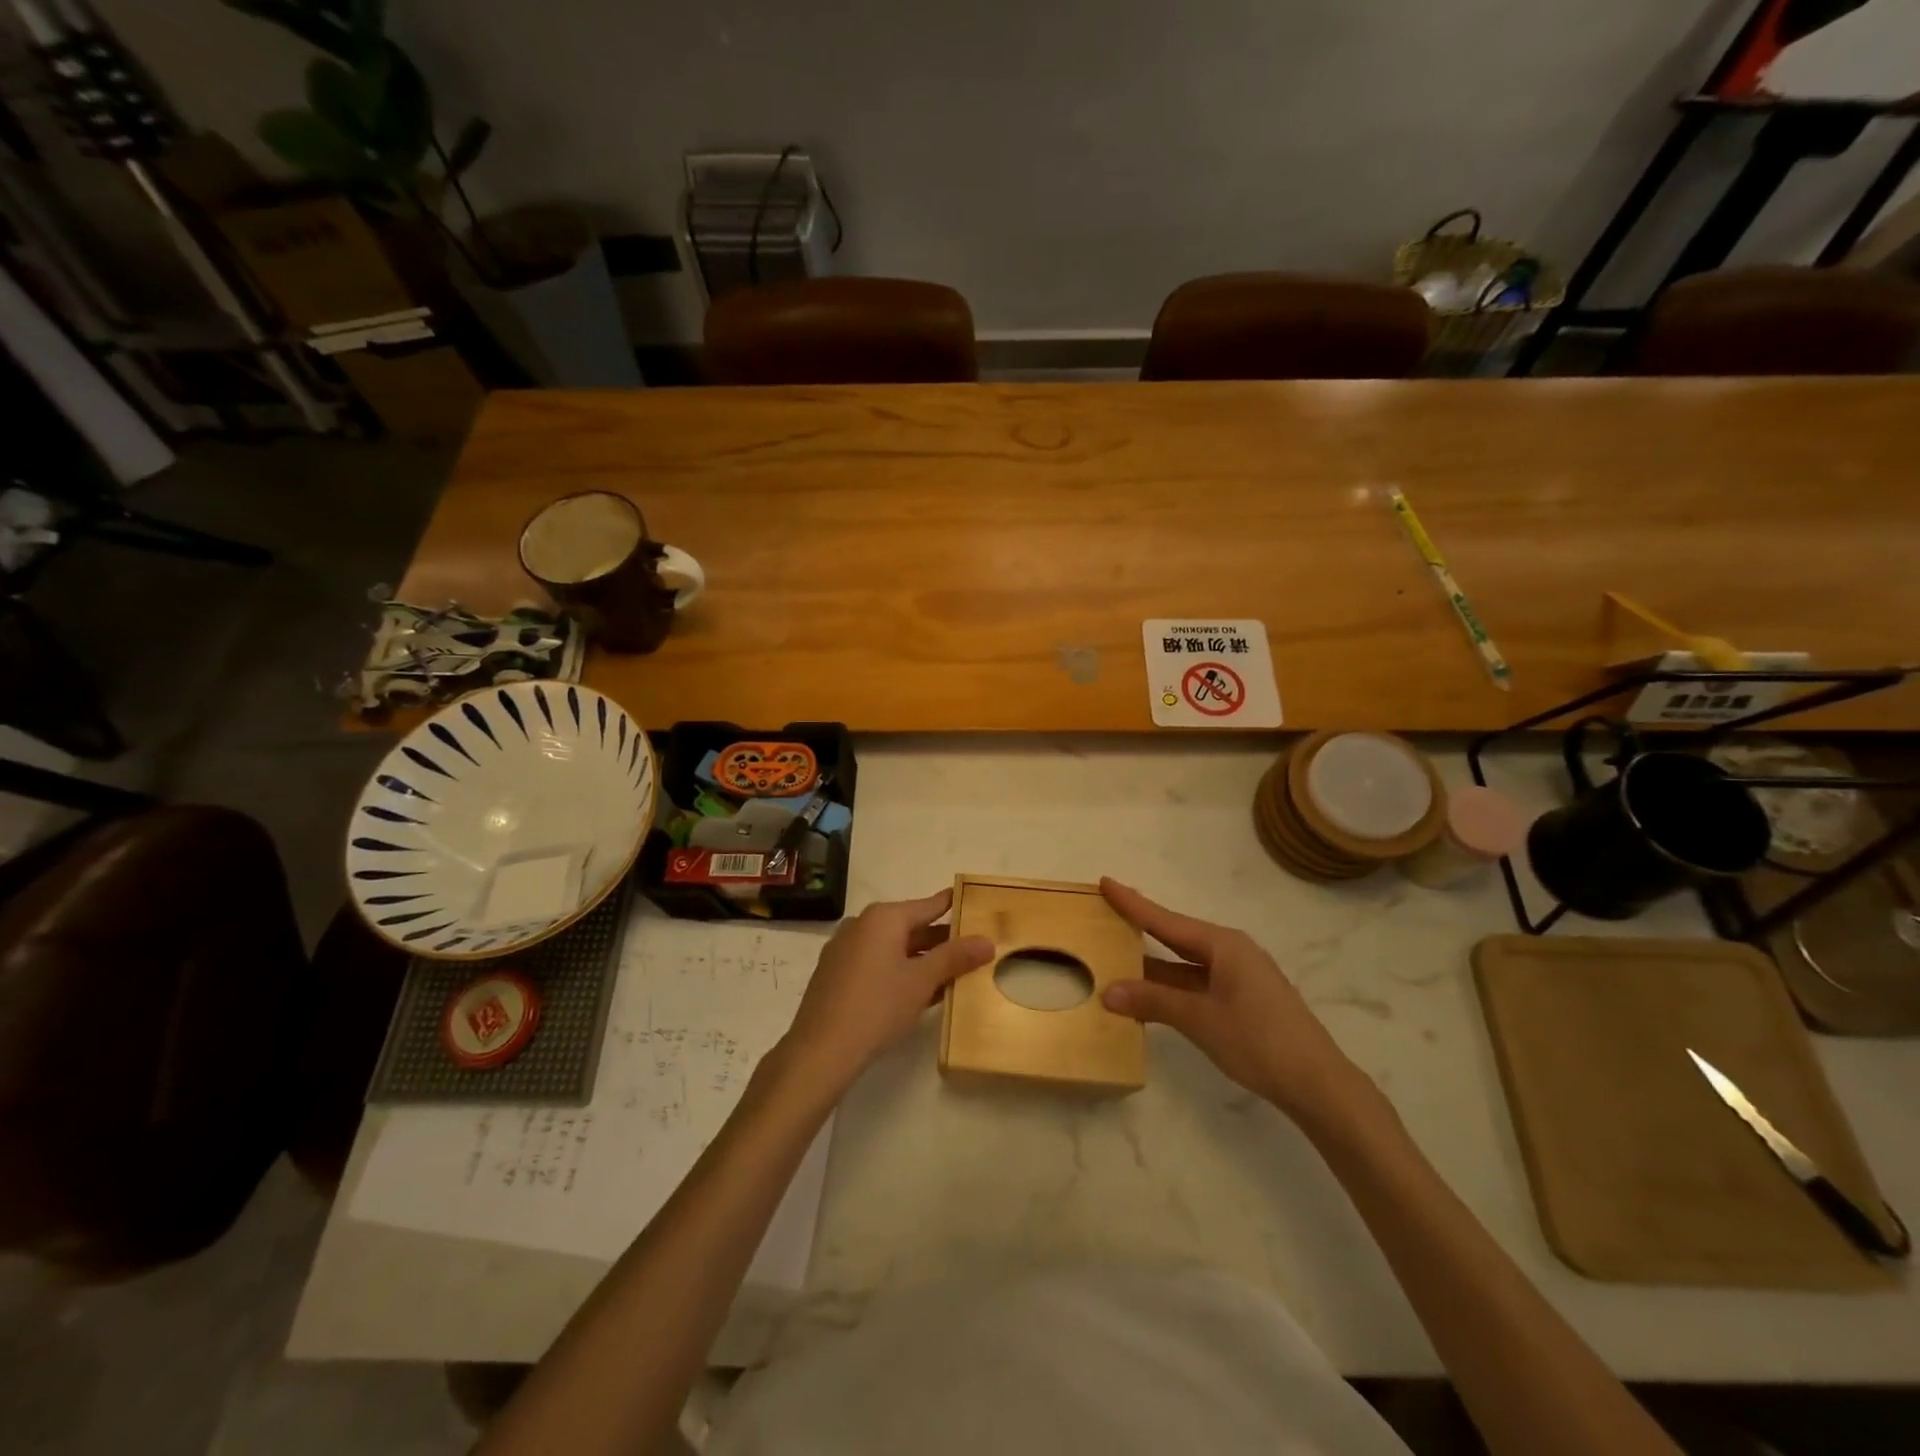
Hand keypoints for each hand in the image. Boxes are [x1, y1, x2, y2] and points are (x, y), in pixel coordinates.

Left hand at [779, 889, 993, 1093]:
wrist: (820, 1050)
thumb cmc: (877, 1006)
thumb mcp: (922, 981)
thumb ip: (955, 957)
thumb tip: (987, 940)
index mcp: (883, 918)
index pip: (928, 906)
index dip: (953, 906)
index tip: (974, 903)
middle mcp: (862, 925)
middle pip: (911, 926)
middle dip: (941, 939)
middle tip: (973, 947)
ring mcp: (845, 949)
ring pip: (894, 947)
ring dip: (922, 959)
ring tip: (953, 972)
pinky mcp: (837, 974)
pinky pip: (877, 963)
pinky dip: (900, 971)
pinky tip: (919, 991)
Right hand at [1098, 879, 1369, 1124]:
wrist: (1317, 1084)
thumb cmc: (1259, 1040)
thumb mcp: (1199, 1019)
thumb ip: (1153, 1001)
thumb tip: (1108, 991)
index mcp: (1222, 945)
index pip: (1165, 919)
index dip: (1133, 903)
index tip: (1106, 881)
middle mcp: (1230, 952)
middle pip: (1175, 936)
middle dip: (1141, 928)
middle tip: (1106, 915)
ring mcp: (1239, 977)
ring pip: (1185, 964)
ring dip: (1153, 966)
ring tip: (1116, 957)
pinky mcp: (1243, 1000)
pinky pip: (1196, 983)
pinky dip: (1170, 986)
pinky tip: (1149, 996)